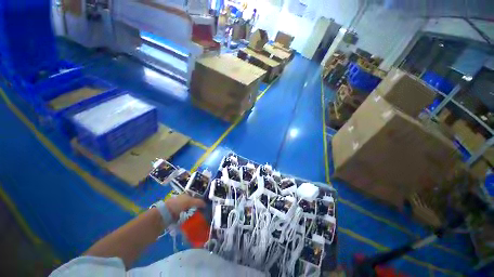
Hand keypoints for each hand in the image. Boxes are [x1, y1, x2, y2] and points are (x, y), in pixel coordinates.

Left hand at [165, 194, 205, 219]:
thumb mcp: (190, 201)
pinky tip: (189, 223)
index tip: (203, 207)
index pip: (194, 197)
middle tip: (200, 214)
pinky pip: (182, 218)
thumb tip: (206, 205)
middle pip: (191, 205)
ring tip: (195, 220)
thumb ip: (199, 202)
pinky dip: (185, 221)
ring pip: (187, 212)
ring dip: (190, 215)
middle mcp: (181, 200)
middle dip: (195, 209)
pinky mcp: (173, 217)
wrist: (163, 215)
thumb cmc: (178, 205)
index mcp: (185, 195)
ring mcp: (176, 209)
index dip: (199, 202)